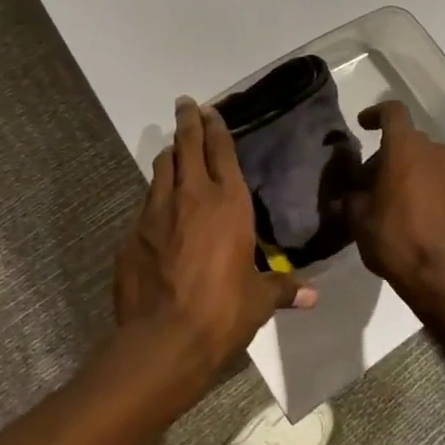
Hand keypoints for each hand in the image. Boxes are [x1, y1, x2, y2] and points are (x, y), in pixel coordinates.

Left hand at [115, 98, 316, 372]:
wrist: (163, 340)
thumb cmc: (222, 313)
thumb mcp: (258, 301)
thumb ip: (283, 289)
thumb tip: (313, 296)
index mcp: (228, 204)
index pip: (220, 151)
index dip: (215, 127)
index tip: (210, 109)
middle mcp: (191, 197)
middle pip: (186, 146)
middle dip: (187, 121)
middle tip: (185, 104)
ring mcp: (156, 213)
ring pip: (161, 169)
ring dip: (169, 155)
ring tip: (172, 149)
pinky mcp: (131, 234)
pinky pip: (145, 205)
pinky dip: (154, 199)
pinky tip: (157, 210)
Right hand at [344, 100, 444, 309]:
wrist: (444, 276)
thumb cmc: (396, 239)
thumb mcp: (358, 217)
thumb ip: (351, 193)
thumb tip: (353, 189)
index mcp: (405, 146)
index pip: (392, 111)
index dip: (375, 113)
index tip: (363, 125)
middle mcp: (435, 149)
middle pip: (407, 139)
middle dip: (387, 154)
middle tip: (369, 182)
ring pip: (426, 158)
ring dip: (409, 169)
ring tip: (393, 198)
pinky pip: (442, 177)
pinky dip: (427, 184)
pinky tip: (416, 211)